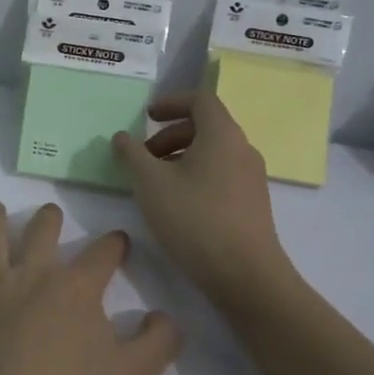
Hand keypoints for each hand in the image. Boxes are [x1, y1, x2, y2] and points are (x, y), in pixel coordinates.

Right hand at [112, 90, 296, 313]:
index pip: (200, 100)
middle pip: (205, 126)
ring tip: (154, 183)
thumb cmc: (194, 219)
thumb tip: (122, 137)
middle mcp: (242, 149)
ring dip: (180, 157)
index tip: (145, 116)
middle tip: (142, 157)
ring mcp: (251, 177)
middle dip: (169, 135)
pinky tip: (176, 204)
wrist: (245, 274)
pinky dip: (195, 175)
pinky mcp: (252, 203)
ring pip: (212, 153)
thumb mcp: (150, 183)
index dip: (171, 102)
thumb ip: (131, 155)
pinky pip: (220, 174)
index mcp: (222, 135)